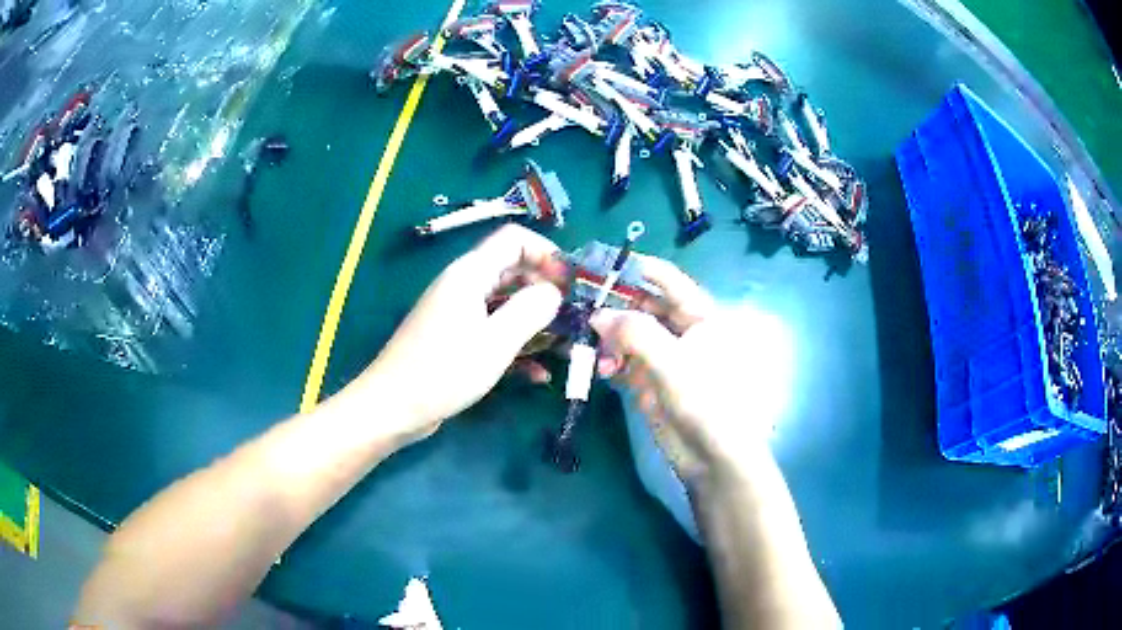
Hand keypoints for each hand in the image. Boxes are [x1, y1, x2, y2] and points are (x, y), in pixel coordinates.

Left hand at [357, 225, 565, 443]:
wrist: (394, 406)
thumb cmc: (444, 371)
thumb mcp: (495, 341)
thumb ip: (531, 310)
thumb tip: (554, 291)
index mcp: (470, 274)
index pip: (514, 240)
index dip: (546, 253)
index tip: (570, 283)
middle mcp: (464, 286)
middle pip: (513, 270)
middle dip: (545, 290)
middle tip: (573, 317)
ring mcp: (459, 313)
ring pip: (506, 304)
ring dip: (535, 322)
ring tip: (563, 346)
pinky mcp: (457, 339)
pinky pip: (494, 331)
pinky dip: (516, 345)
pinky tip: (538, 375)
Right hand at [592, 256, 791, 483]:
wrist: (712, 457)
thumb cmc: (705, 402)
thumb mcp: (672, 362)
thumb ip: (634, 333)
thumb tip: (597, 315)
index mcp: (700, 315)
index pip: (666, 279)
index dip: (634, 266)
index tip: (598, 261)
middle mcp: (682, 330)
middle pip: (643, 304)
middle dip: (613, 304)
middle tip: (578, 302)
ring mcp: (664, 356)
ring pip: (629, 333)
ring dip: (609, 337)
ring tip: (593, 349)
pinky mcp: (649, 380)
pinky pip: (623, 359)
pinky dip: (610, 361)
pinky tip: (602, 371)